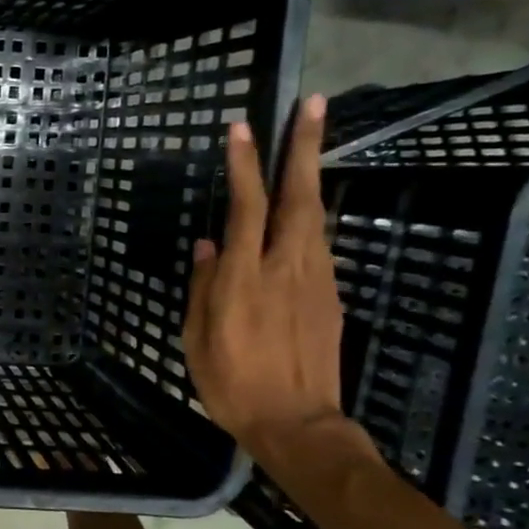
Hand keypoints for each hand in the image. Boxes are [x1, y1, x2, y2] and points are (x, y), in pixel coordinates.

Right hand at [183, 96, 346, 459]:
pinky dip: (308, 214)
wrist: (298, 425)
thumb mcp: (197, 338)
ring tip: (307, 141)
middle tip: (312, 103)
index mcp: (245, 278)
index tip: (240, 128)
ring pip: (315, 214)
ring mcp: (316, 279)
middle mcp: (286, 267)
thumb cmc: (232, 383)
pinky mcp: (330, 296)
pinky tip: (299, 209)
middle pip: (298, 196)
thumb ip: (203, 286)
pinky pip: (317, 243)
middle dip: (303, 147)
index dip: (244, 166)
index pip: (245, 208)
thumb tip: (207, 245)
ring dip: (310, 173)